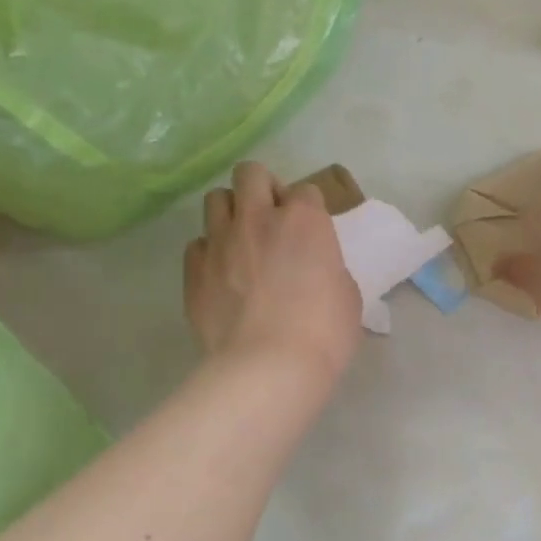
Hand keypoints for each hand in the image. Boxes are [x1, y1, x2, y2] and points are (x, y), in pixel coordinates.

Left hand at [185, 162, 361, 379]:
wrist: (269, 367)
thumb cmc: (323, 331)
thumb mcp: (347, 294)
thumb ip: (329, 268)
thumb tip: (316, 271)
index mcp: (304, 220)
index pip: (306, 190)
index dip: (309, 209)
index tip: (311, 232)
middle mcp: (258, 219)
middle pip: (251, 174)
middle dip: (262, 188)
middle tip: (272, 219)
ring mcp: (220, 242)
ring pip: (215, 199)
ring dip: (231, 213)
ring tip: (242, 241)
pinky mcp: (193, 271)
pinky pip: (197, 244)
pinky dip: (210, 252)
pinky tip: (222, 275)